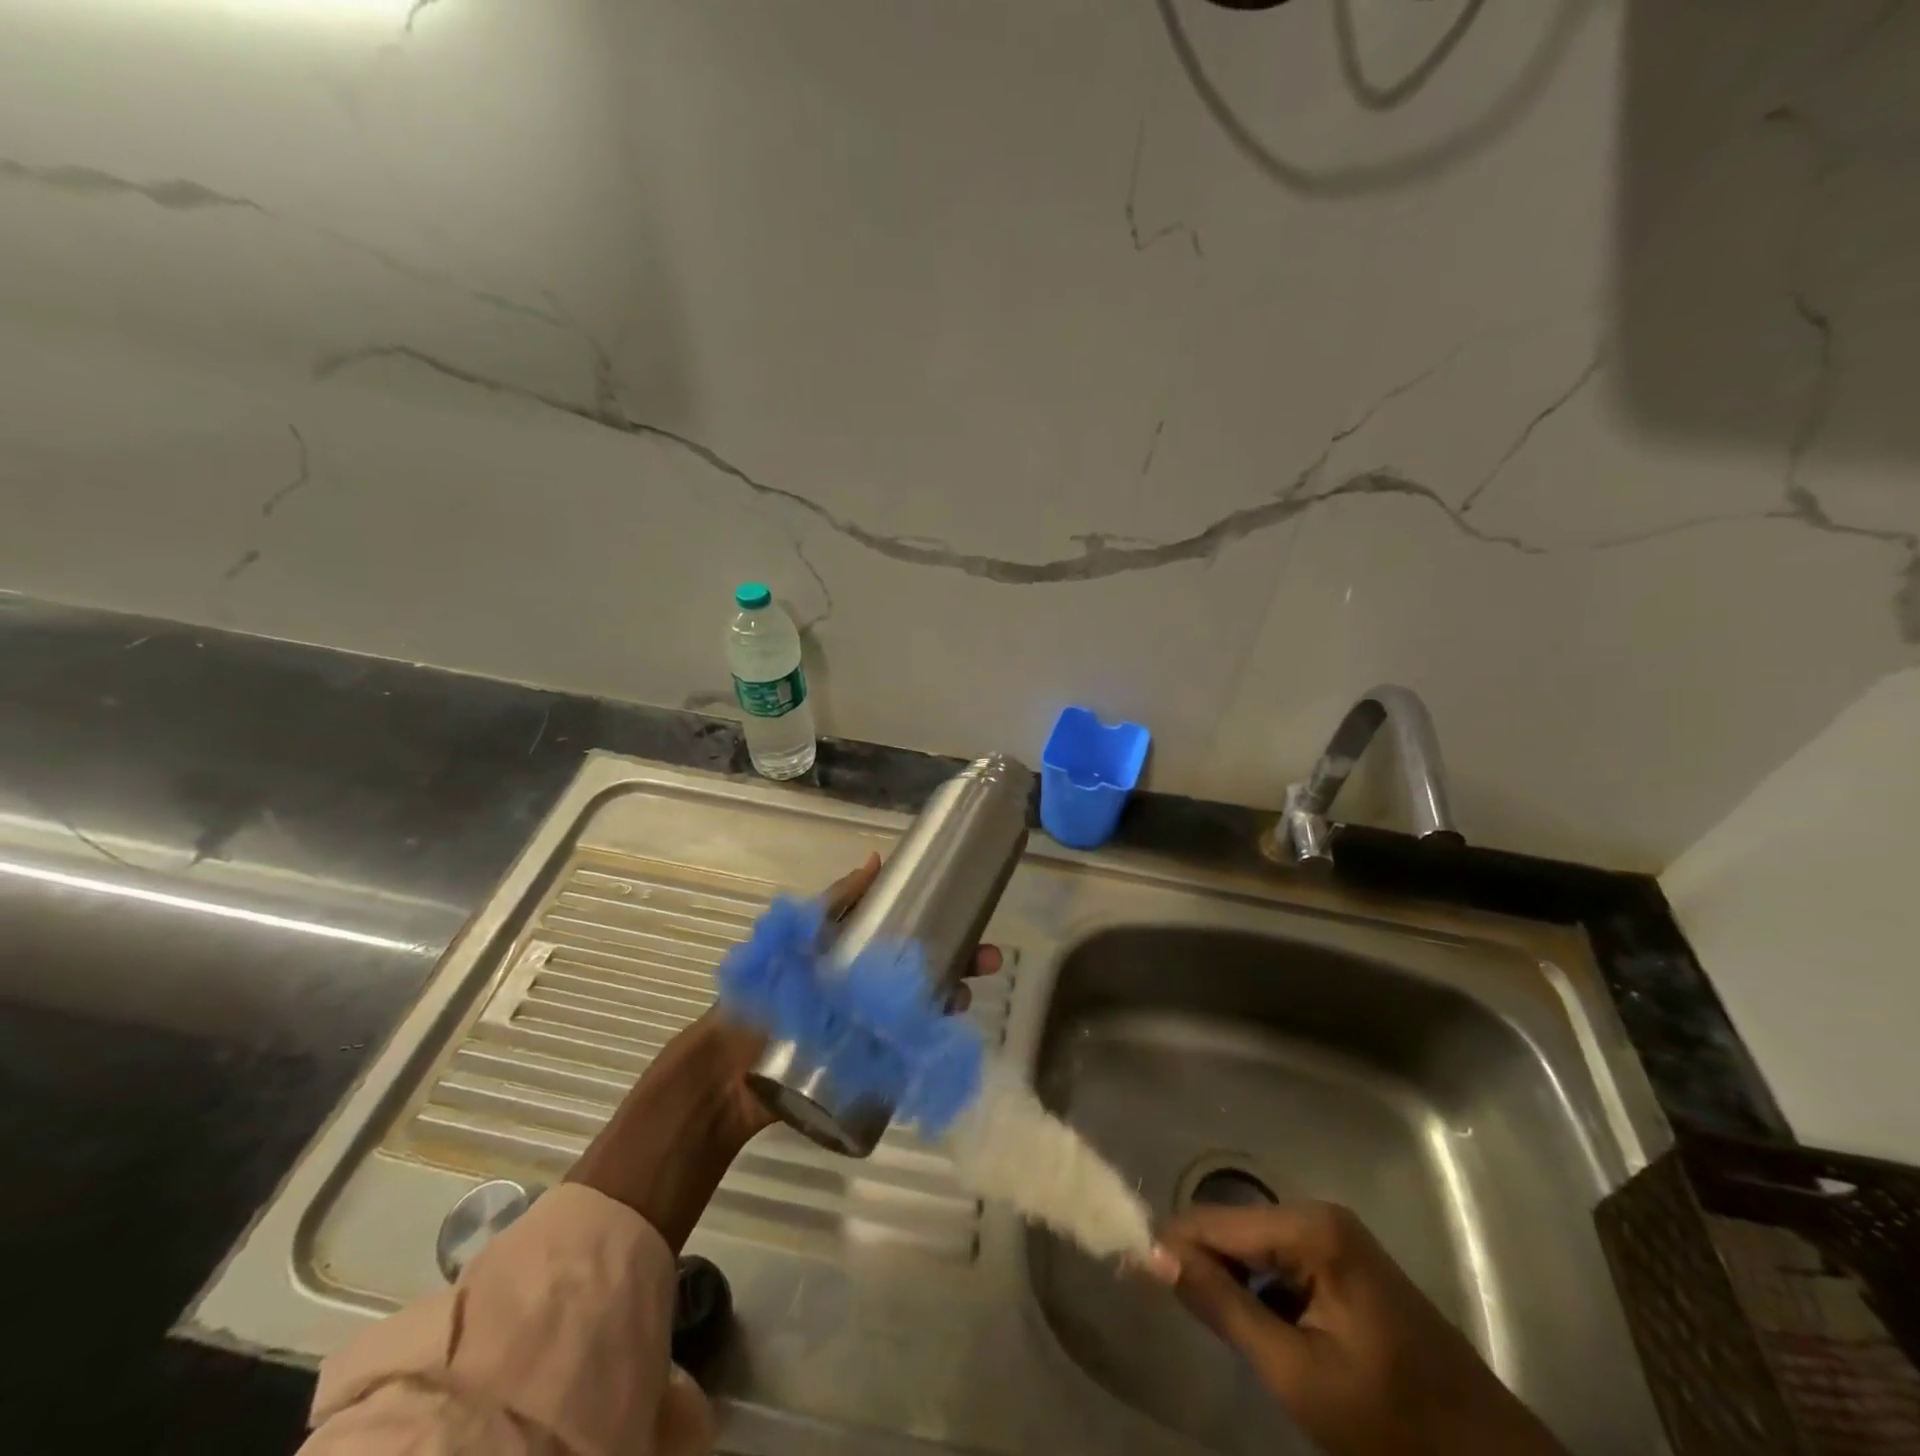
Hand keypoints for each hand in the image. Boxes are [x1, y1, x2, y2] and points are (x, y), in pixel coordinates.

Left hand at [569, 854, 1001, 1248]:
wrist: (729, 1073)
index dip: (941, 923)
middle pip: (923, 968)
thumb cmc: (765, 993)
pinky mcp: (869, 1062)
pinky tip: (946, 1035)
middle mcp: (869, 986)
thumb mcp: (799, 937)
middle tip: (988, 960)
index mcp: (854, 953)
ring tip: (962, 999)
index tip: (971, 916)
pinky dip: (930, 1039)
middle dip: (958, 961)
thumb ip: (835, 902)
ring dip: (948, 998)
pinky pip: (908, 1046)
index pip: (908, 932)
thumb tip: (877, 858)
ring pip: (922, 1005)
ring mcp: (870, 1025)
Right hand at [1160, 1203, 1568, 1455]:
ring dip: (1227, 1278)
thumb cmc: (1392, 1424)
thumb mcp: (1297, 1373)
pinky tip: (1252, 1323)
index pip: (1214, 1222)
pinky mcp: (1343, 1261)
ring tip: (1205, 1318)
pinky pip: (1280, 1261)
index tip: (1131, 1271)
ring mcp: (1335, 1236)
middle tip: (1166, 1304)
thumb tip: (1151, 1254)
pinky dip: (1257, 1288)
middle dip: (1199, 1262)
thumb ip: (1222, 1306)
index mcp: (1311, 1228)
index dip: (1170, 1246)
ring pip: (1253, 1246)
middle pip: (1233, 1228)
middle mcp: (1319, 1214)